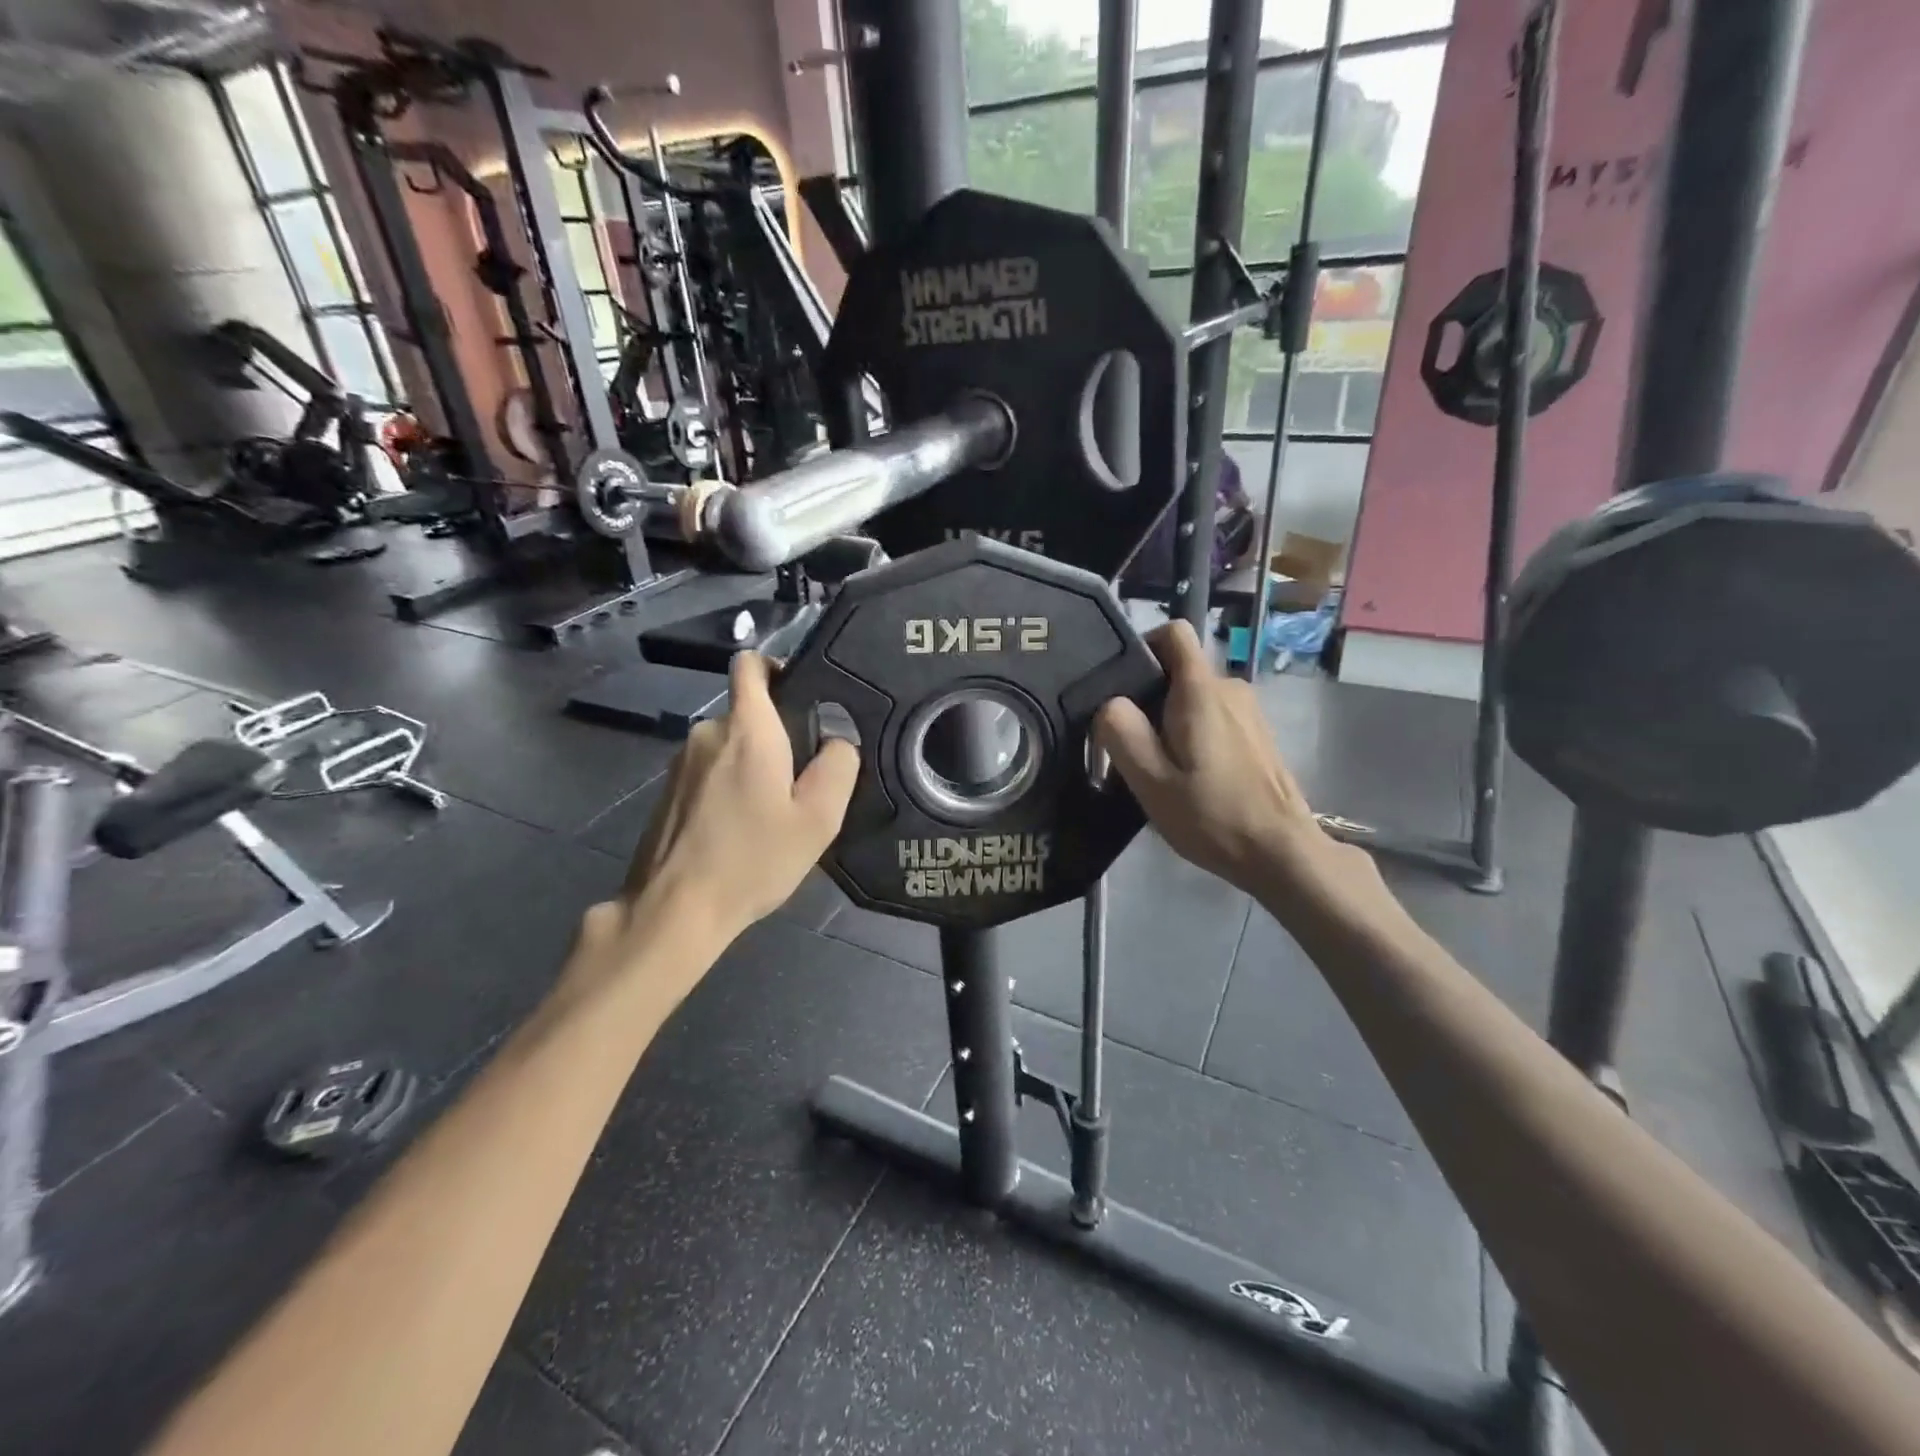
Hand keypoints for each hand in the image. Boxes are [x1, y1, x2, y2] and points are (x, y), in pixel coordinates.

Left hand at [595, 651, 858, 955]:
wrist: (675, 909)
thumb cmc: (753, 858)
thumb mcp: (817, 818)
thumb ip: (839, 766)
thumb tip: (838, 739)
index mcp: (747, 728)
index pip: (751, 664)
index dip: (777, 667)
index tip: (802, 697)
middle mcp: (708, 732)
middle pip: (749, 713)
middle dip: (778, 735)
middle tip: (802, 783)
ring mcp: (681, 761)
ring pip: (730, 745)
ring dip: (753, 765)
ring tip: (772, 812)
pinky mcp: (668, 790)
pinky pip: (710, 770)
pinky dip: (729, 786)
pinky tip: (740, 829)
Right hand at [1094, 621, 1373, 912]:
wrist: (1281, 852)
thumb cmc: (1212, 816)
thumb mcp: (1151, 781)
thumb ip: (1122, 733)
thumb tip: (1110, 703)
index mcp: (1201, 691)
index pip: (1174, 633)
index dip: (1143, 647)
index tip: (1122, 686)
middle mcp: (1229, 689)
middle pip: (1178, 672)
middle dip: (1149, 701)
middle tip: (1133, 749)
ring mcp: (1249, 712)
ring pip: (1195, 698)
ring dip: (1171, 723)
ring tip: (1161, 770)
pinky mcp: (1257, 735)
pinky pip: (1214, 718)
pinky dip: (1194, 736)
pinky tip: (1191, 778)